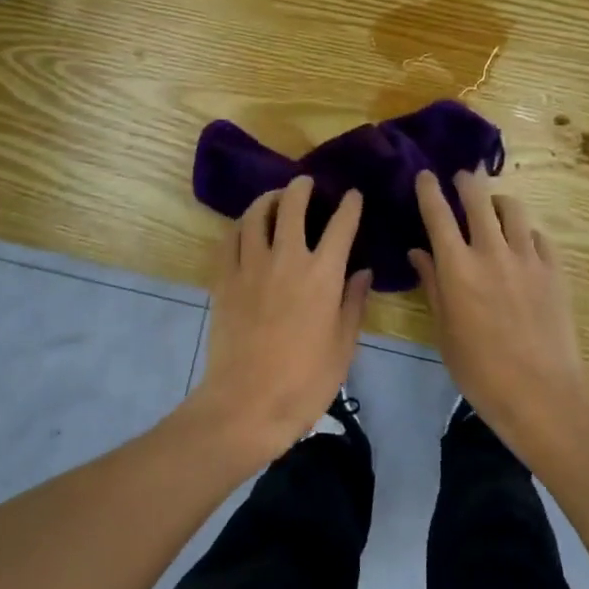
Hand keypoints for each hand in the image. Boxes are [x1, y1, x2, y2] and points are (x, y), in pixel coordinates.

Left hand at [190, 177, 371, 465]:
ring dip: (267, 199)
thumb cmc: (304, 382)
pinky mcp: (224, 279)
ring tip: (274, 198)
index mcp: (322, 275)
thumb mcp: (343, 347)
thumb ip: (353, 303)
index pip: (340, 225)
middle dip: (301, 188)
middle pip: (292, 206)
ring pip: (255, 215)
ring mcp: (251, 266)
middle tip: (305, 183)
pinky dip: (239, 226)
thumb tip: (363, 272)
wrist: (246, 404)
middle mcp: (286, 258)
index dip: (349, 206)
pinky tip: (245, 228)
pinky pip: (229, 239)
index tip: (352, 196)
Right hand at [409, 170, 588, 458]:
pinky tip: (522, 244)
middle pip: (478, 197)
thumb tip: (419, 252)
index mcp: (457, 267)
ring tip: (494, 208)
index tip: (425, 175)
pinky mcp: (555, 270)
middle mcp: (491, 251)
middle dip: (467, 181)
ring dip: (498, 202)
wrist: (543, 396)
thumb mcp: (444, 331)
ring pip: (513, 208)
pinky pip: (537, 235)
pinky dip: (525, 232)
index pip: (437, 213)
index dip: (428, 189)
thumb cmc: (481, 371)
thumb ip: (432, 285)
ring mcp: (527, 258)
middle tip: (462, 178)